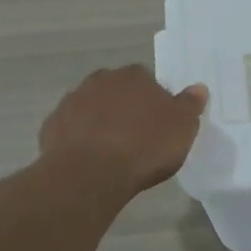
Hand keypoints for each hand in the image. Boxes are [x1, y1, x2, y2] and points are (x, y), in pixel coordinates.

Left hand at [38, 66, 208, 199]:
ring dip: (100, 121)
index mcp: (133, 76)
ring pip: (91, 107)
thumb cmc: (144, 147)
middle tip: (136, 135)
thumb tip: (198, 88)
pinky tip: (89, 159)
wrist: (91, 174)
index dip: (153, 100)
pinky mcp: (52, 126)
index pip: (147, 80)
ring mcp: (72, 102)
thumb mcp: (182, 128)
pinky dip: (79, 138)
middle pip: (116, 90)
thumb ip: (190, 105)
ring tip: (112, 150)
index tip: (159, 123)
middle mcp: (100, 80)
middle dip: (124, 107)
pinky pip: (71, 129)